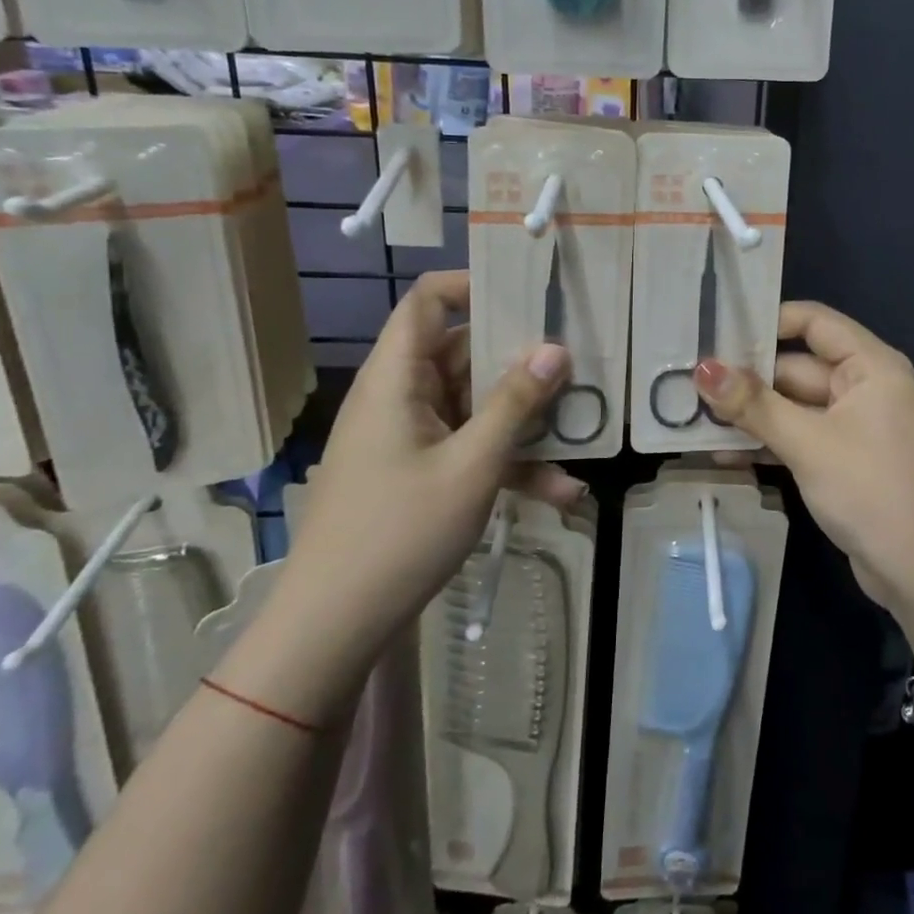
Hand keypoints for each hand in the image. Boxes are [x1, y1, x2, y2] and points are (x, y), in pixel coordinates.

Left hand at [289, 271, 584, 653]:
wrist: (333, 626)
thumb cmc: (399, 532)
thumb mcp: (472, 464)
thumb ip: (515, 402)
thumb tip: (555, 348)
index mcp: (397, 378)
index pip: (427, 303)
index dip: (473, 286)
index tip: (528, 295)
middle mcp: (402, 397)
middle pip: (464, 355)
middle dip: (521, 364)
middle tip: (578, 366)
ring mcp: (411, 437)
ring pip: (475, 408)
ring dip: (524, 425)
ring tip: (580, 435)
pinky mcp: (419, 472)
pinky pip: (469, 450)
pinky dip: (508, 464)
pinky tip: (559, 493)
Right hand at [694, 301, 913, 615]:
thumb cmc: (874, 492)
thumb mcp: (809, 444)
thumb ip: (754, 405)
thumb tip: (703, 368)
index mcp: (870, 366)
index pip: (814, 322)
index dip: (767, 321)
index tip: (715, 331)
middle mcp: (864, 387)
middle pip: (797, 367)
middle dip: (747, 378)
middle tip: (687, 383)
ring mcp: (855, 427)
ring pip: (794, 407)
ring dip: (751, 415)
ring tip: (693, 420)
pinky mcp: (845, 462)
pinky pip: (801, 439)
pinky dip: (769, 443)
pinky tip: (723, 455)